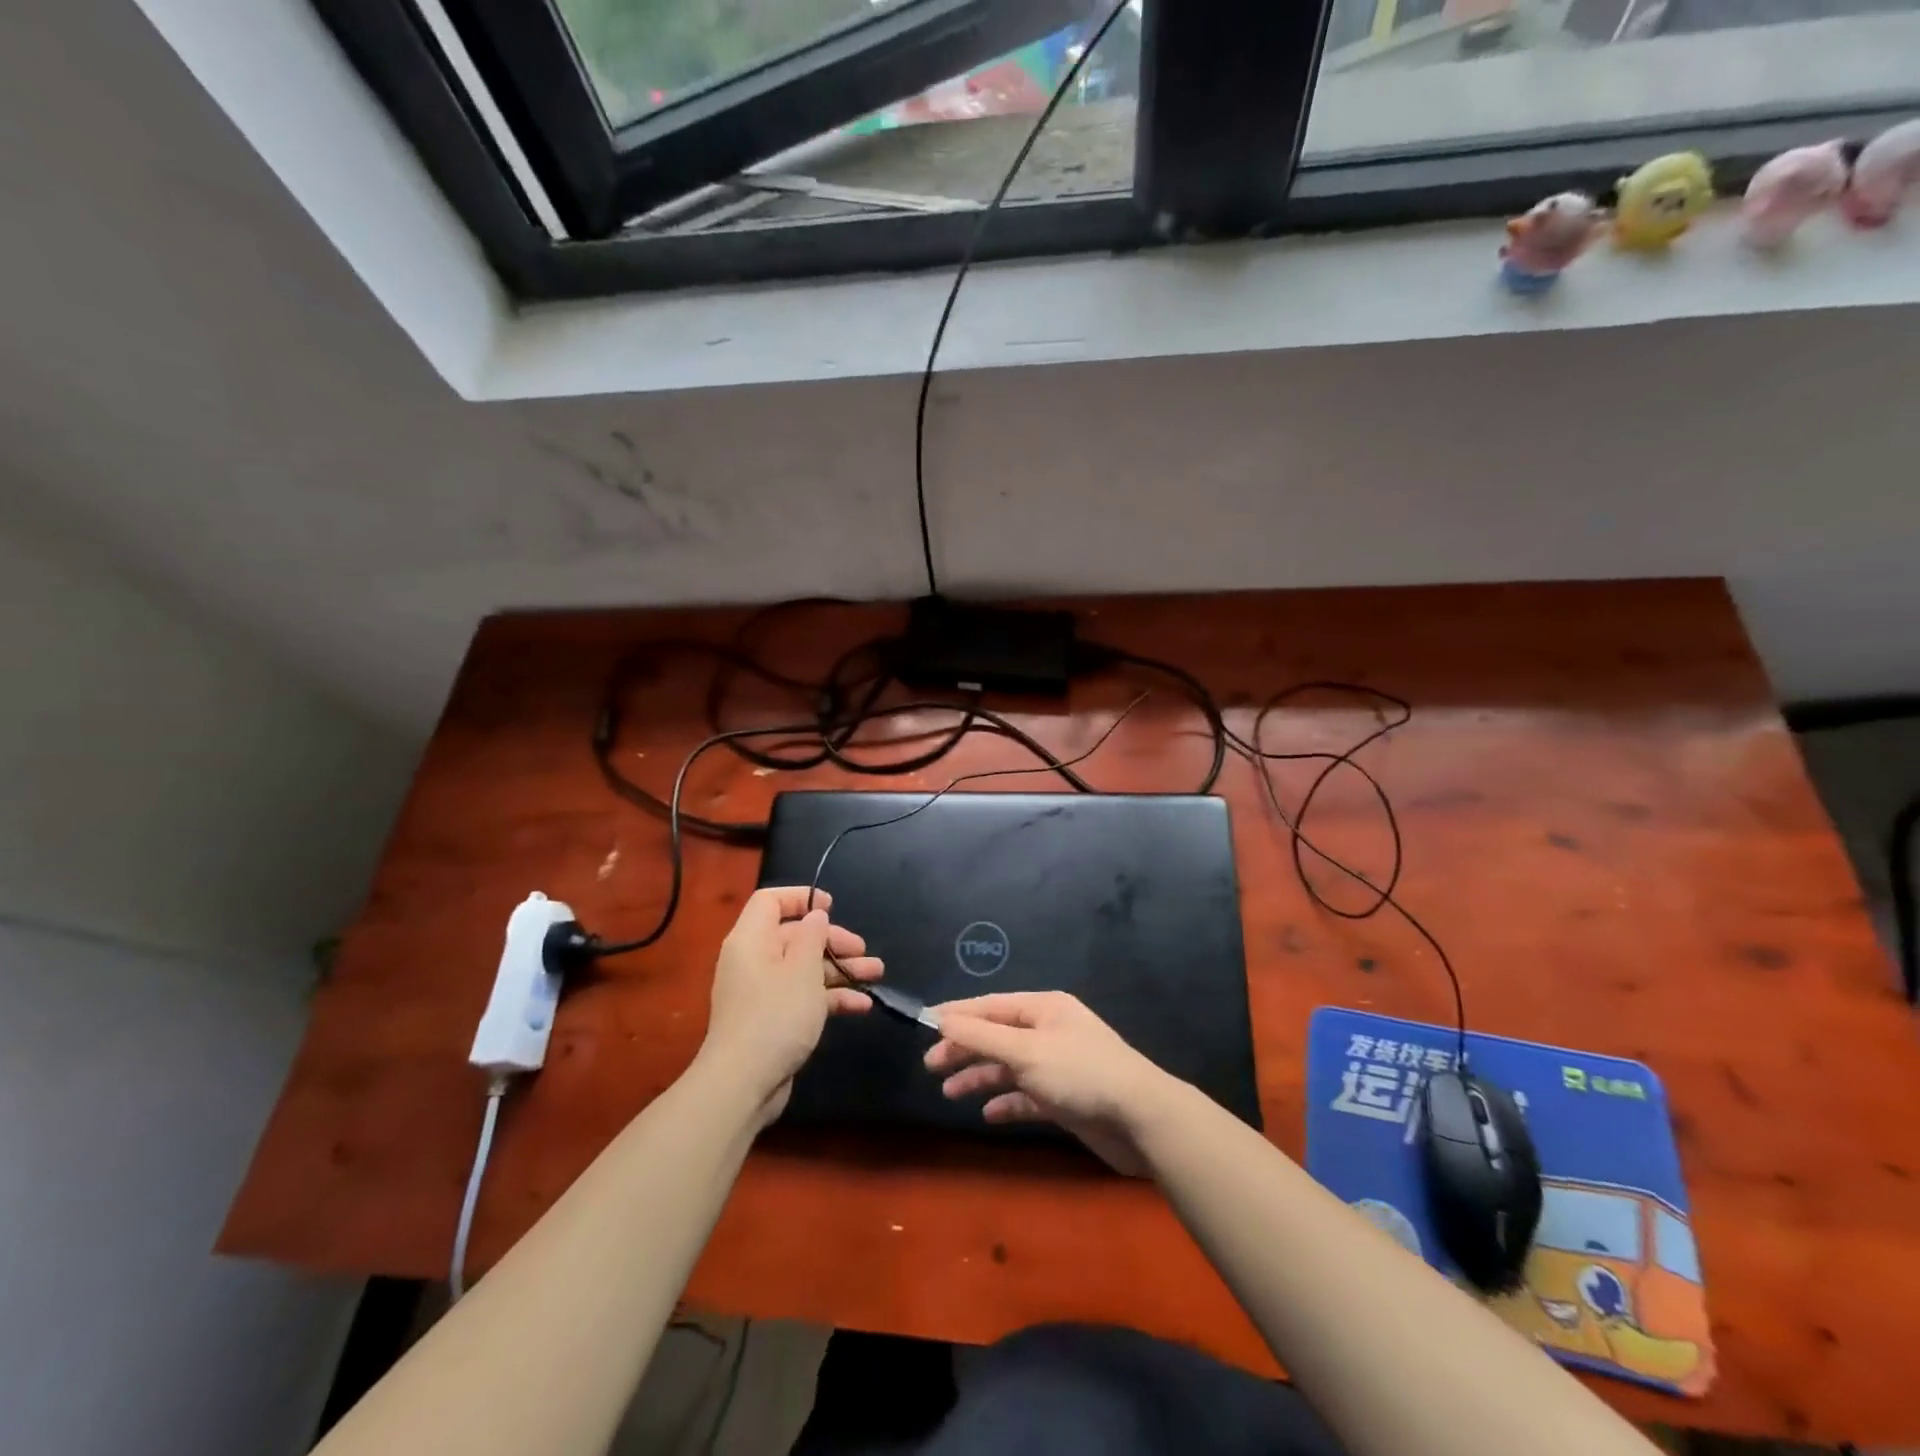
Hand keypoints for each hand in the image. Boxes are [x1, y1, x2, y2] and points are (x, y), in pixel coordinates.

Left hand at [701, 887, 882, 1122]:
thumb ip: (813, 936)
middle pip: (796, 936)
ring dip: (841, 969)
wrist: (743, 1084)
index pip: (770, 902)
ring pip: (806, 968)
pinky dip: (831, 997)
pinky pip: (805, 997)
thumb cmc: (775, 1015)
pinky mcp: (774, 1020)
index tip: (832, 906)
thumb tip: (815, 915)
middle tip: (863, 950)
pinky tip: (862, 1005)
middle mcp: (755, 961)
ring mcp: (764, 992)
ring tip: (876, 973)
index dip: (800, 898)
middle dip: (833, 941)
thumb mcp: (802, 969)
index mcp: (752, 940)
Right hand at [923, 992, 1171, 1175]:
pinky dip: (1007, 1102)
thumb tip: (942, 1019)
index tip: (924, 1025)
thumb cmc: (1080, 1074)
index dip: (957, 1015)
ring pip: (1009, 1067)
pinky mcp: (1065, 1098)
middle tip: (931, 1066)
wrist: (1140, 1119)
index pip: (991, 1006)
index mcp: (1044, 1008)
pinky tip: (988, 1114)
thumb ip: (981, 1036)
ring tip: (950, 1092)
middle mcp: (1050, 1031)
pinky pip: (1027, 1096)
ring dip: (981, 1077)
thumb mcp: (1026, 1051)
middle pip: (998, 1036)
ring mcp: (1058, 1065)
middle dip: (965, 1049)